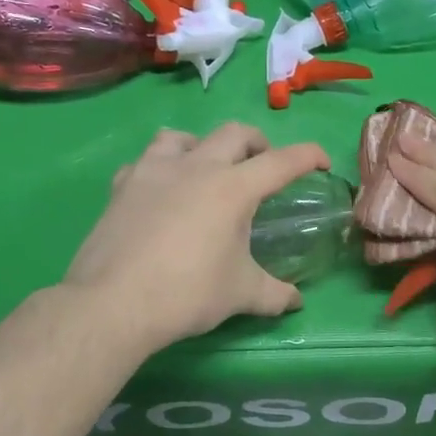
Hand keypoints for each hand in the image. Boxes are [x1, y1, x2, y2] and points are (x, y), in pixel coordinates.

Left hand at [65, 123, 328, 352]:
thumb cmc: (188, 293)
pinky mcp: (123, 185)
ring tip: (206, 169)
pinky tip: (160, 191)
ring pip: (184, 136)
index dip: (308, 156)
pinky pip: (146, 161)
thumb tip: (296, 302)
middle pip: (235, 133)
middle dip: (257, 143)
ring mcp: (155, 170)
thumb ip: (274, 294)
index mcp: (233, 188)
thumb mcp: (241, 295)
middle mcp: (197, 167)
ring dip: (203, 146)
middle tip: (263, 166)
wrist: (114, 302)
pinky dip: (161, 168)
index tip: (321, 162)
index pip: (282, 161)